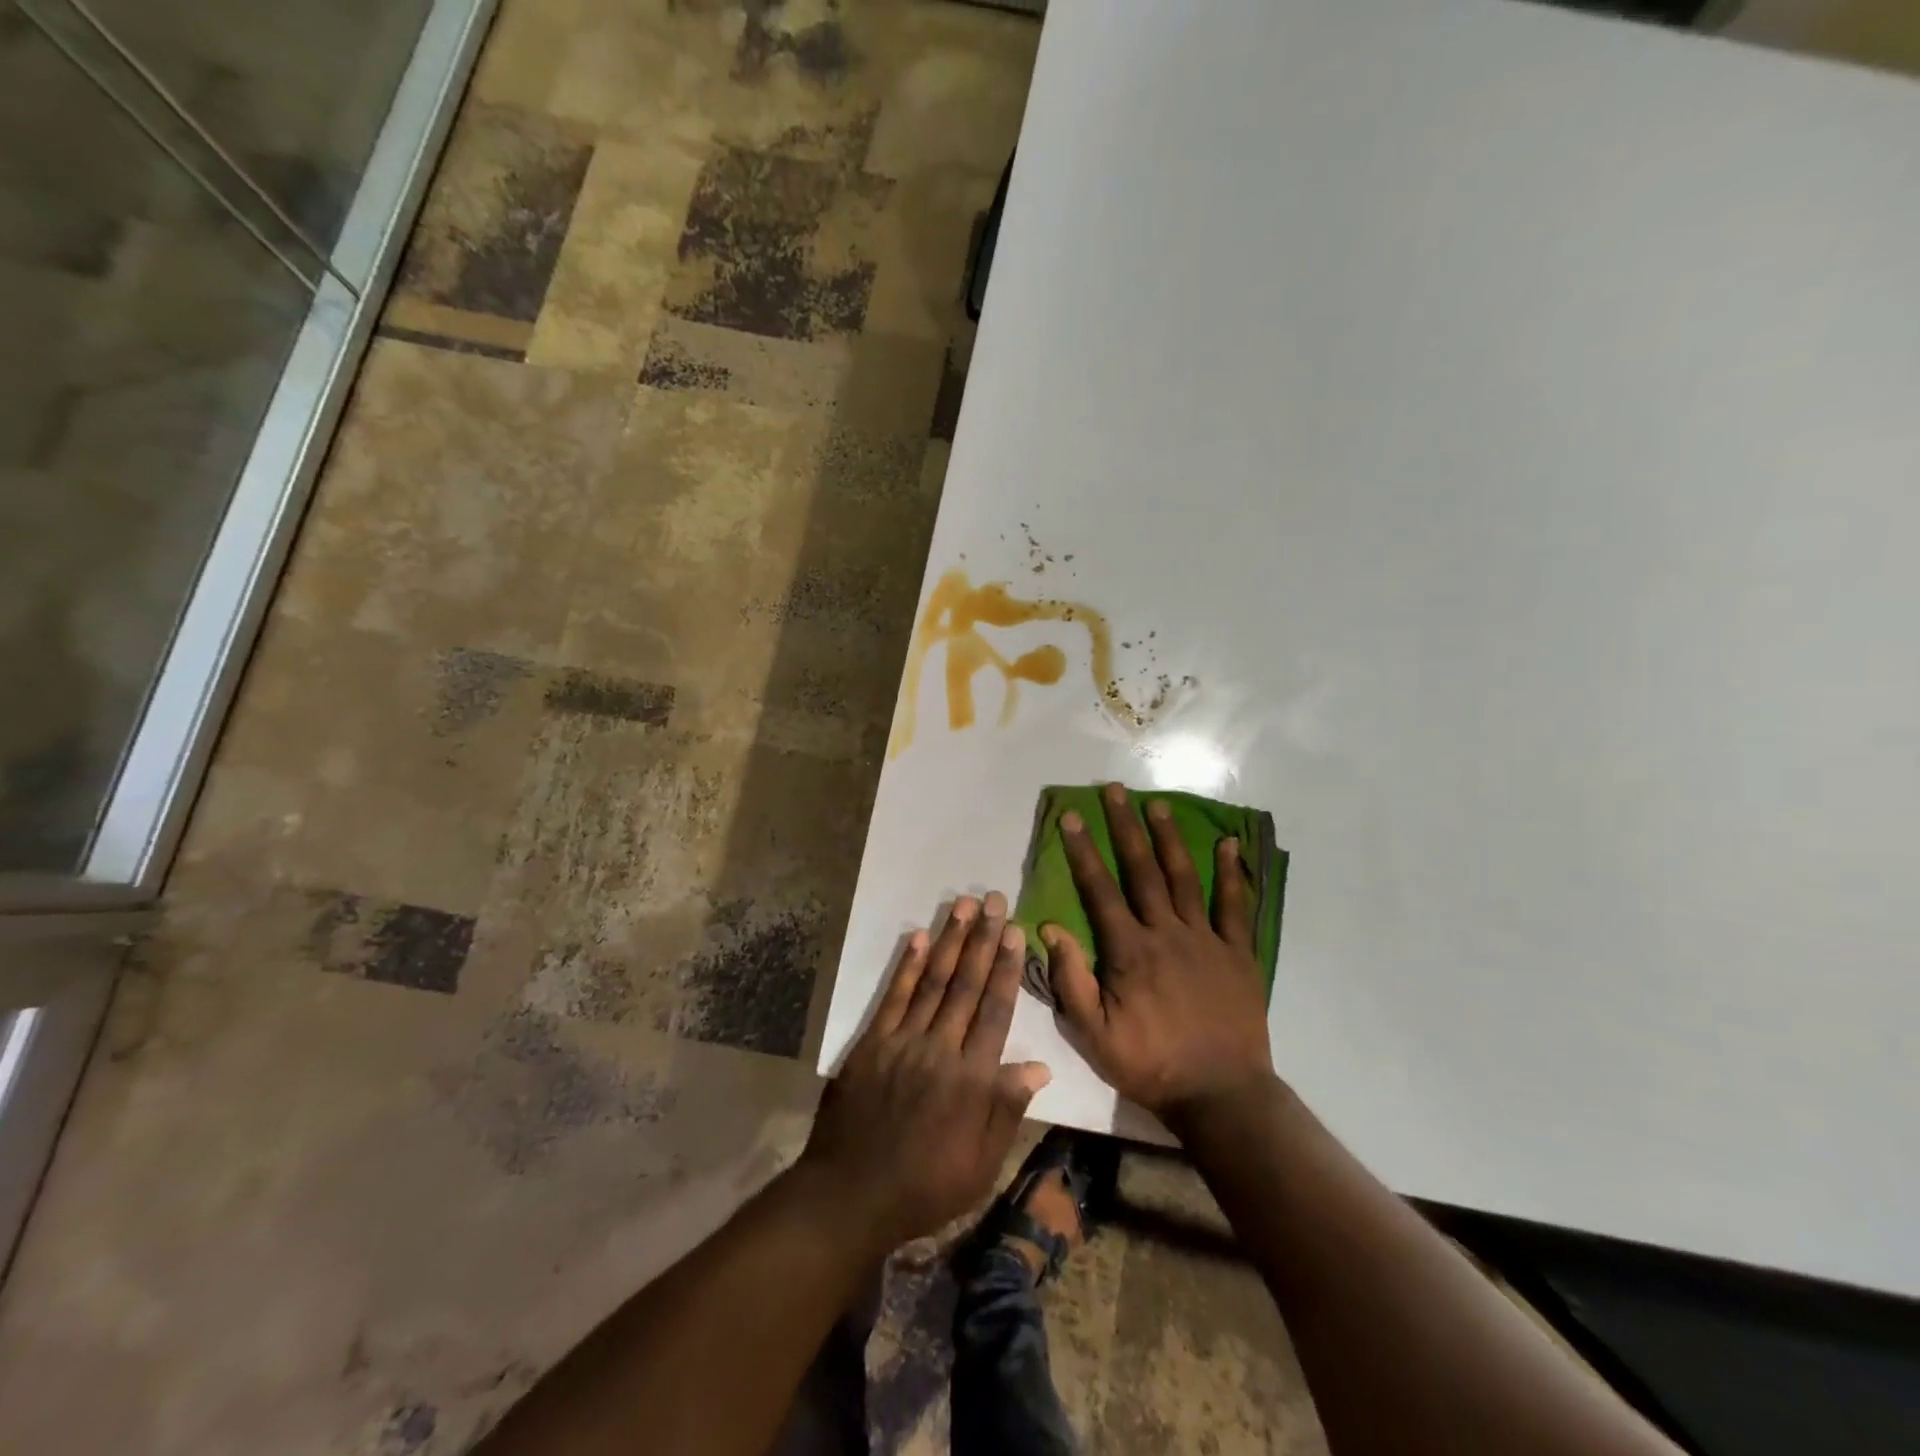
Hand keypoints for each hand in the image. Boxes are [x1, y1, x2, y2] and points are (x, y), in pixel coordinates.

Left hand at [799, 892, 1050, 1250]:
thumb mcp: (981, 1164)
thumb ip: (1007, 1110)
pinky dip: (906, 965)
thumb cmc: (925, 1186)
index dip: (1007, 969)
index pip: (995, 1011)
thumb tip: (1039, 1066)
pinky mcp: (872, 1043)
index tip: (1015, 933)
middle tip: (995, 901)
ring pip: (932, 981)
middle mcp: (941, 1050)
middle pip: (966, 985)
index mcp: (972, 1080)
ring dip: (951, 941)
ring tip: (965, 905)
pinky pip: (893, 997)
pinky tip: (919, 937)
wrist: (850, 1195)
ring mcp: (903, 1042)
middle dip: (983, 940)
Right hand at [1045, 783, 1276, 1119]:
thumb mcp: (1094, 1034)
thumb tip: (1049, 929)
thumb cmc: (1150, 1064)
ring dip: (1169, 838)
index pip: (1100, 890)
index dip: (1083, 851)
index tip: (1071, 817)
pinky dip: (1233, 874)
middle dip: (1125, 827)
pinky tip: (1230, 844)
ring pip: (1184, 877)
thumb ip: (1071, 980)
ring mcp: (1206, 939)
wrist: (1220, 1094)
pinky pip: (1236, 906)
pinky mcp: (1237, 953)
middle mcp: (1167, 933)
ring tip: (1157, 804)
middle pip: (1142, 870)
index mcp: (1130, 950)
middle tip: (1114, 790)